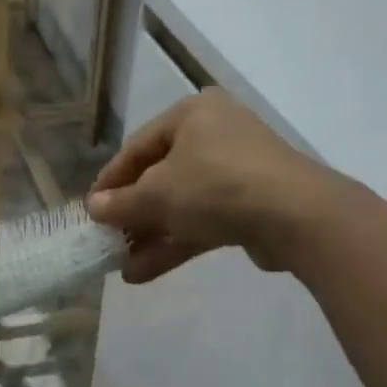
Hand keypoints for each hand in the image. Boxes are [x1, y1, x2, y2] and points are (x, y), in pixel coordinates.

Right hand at [87, 90, 358, 282]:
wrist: (296, 215)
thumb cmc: (216, 185)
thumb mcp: (158, 194)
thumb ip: (122, 203)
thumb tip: (93, 207)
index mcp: (192, 114)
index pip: (138, 146)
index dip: (111, 179)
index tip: (90, 208)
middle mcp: (215, 135)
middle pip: (161, 176)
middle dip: (133, 213)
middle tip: (107, 239)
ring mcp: (237, 171)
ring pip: (183, 203)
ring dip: (151, 235)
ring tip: (120, 264)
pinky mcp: (251, 205)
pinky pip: (204, 221)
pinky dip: (176, 242)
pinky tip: (144, 272)